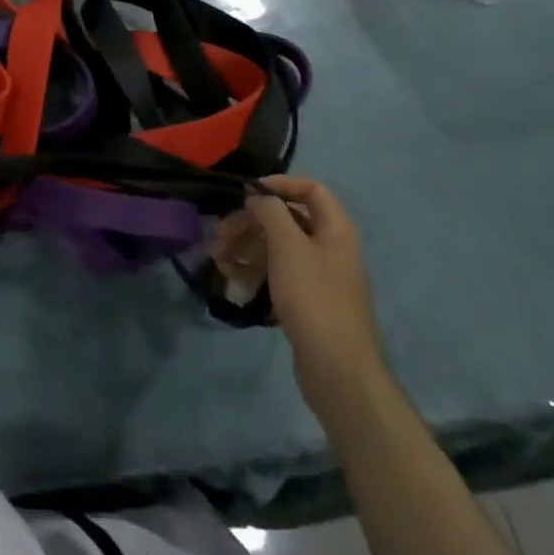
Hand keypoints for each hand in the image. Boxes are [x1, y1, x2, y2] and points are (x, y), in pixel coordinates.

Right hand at [209, 175, 385, 419]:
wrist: (338, 369)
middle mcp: (330, 249)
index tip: (246, 193)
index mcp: (336, 231)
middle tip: (219, 234)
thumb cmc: (314, 298)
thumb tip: (257, 196)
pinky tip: (231, 280)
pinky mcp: (306, 303)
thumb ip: (271, 212)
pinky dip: (253, 272)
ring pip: (277, 250)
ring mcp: (319, 278)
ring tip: (216, 258)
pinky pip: (277, 276)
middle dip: (250, 223)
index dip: (279, 185)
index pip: (311, 190)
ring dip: (245, 248)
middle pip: (287, 221)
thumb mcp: (288, 246)